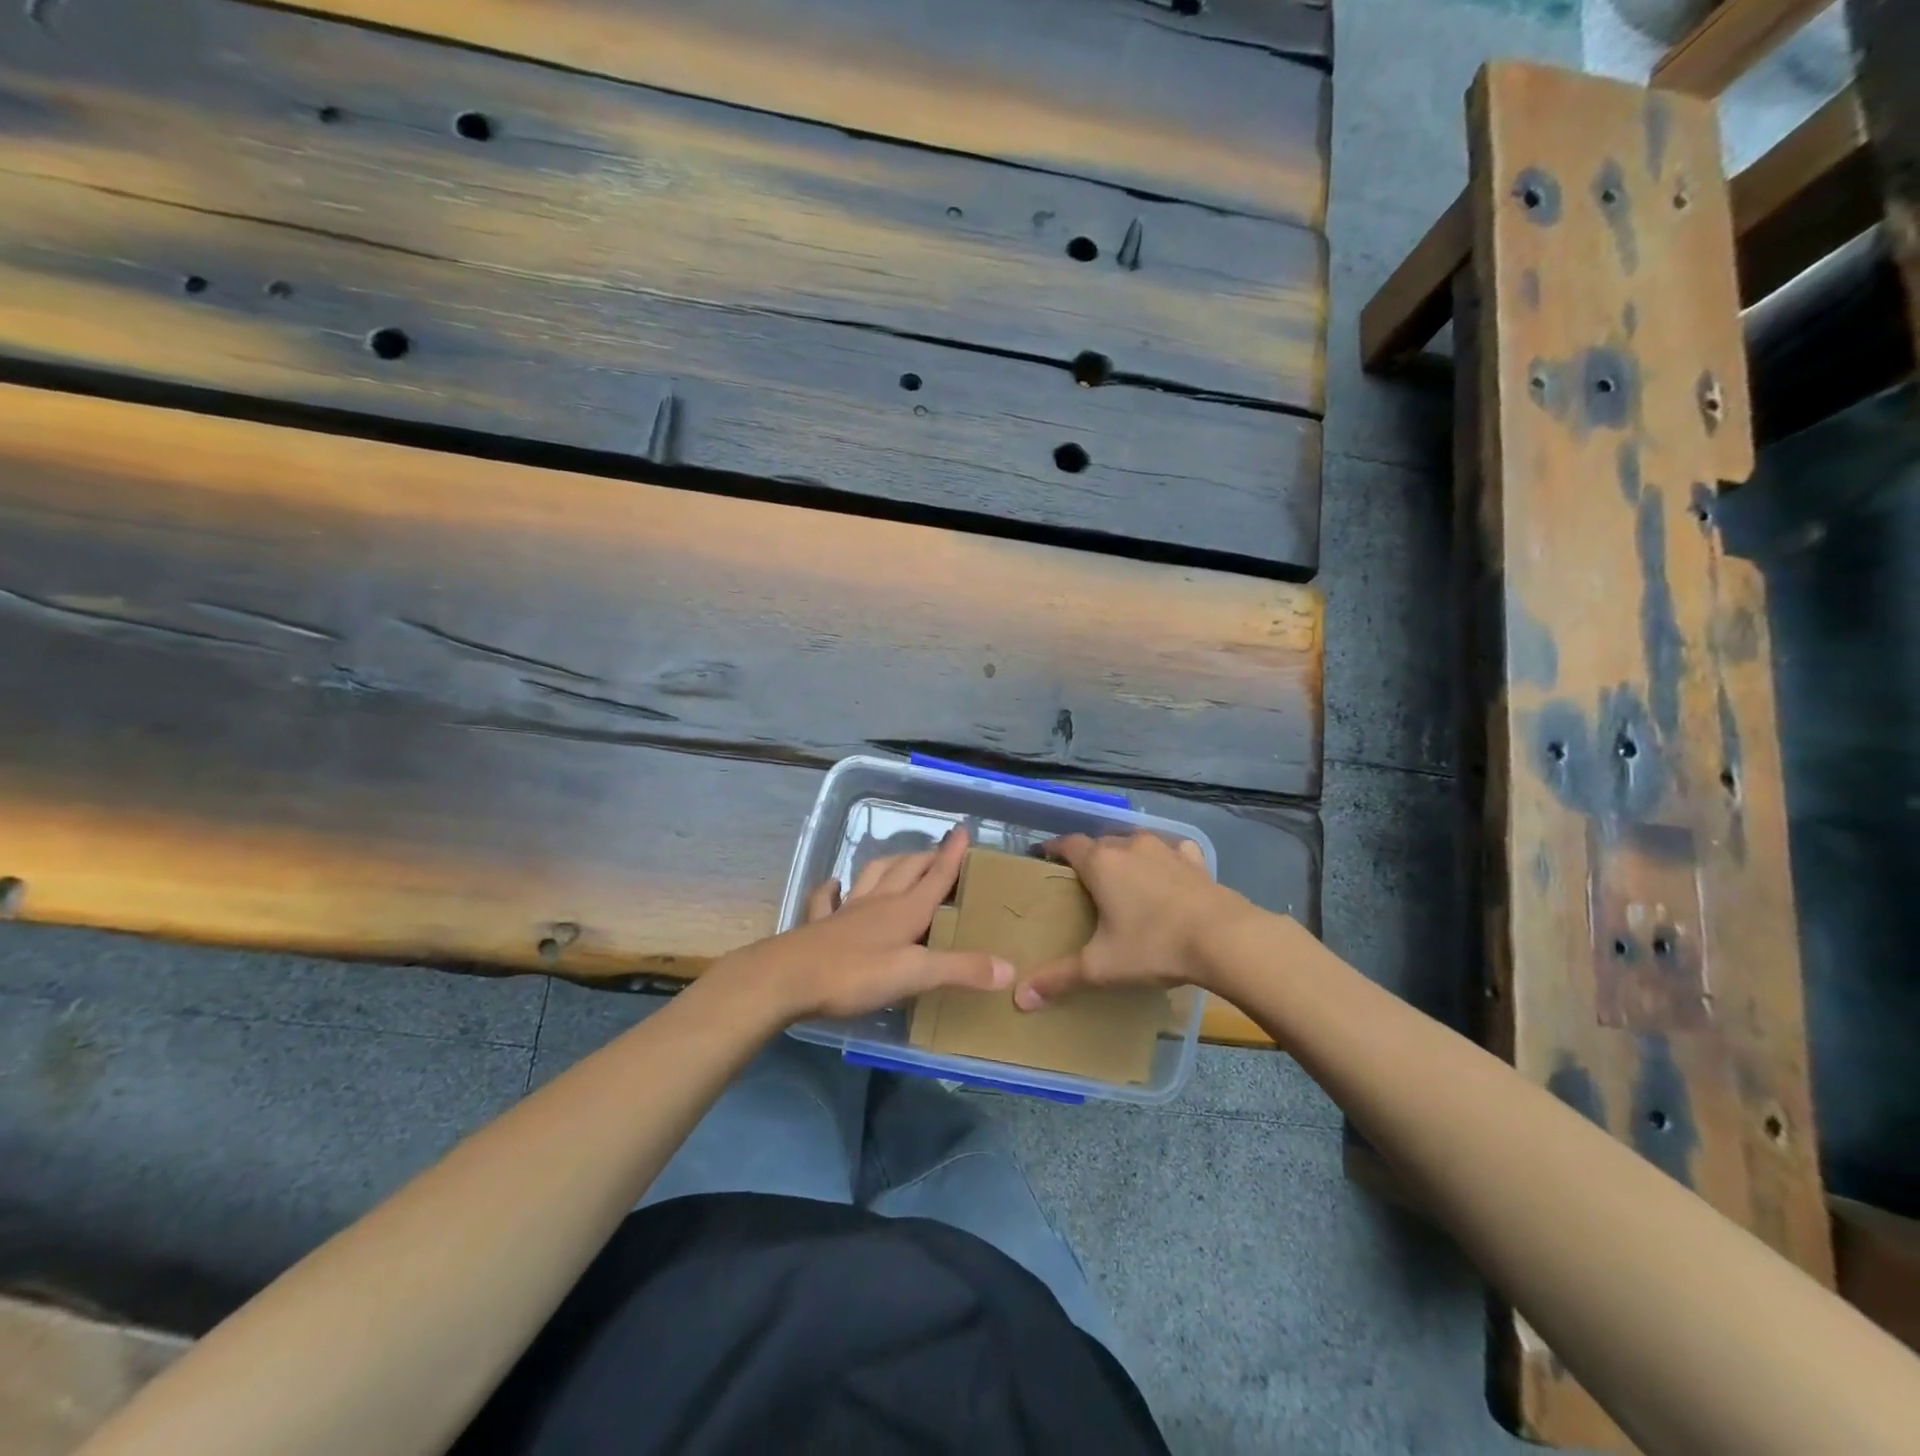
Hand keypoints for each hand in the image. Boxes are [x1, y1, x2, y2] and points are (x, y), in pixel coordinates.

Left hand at [721, 828, 1012, 1021]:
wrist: (788, 978)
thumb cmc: (855, 975)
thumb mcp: (915, 975)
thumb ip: (960, 970)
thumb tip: (1009, 969)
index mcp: (905, 911)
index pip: (935, 876)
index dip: (952, 855)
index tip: (963, 829)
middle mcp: (878, 902)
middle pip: (907, 870)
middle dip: (926, 857)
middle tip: (940, 848)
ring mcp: (846, 911)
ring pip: (873, 876)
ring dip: (889, 864)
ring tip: (900, 860)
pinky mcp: (819, 925)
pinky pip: (826, 899)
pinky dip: (832, 888)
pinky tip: (834, 884)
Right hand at [1013, 831, 1253, 1009]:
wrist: (1224, 939)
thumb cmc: (1153, 946)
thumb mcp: (1101, 967)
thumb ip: (1059, 978)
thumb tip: (1020, 998)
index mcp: (1100, 863)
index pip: (1068, 844)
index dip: (1054, 850)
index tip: (1045, 860)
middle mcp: (1130, 846)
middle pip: (1101, 843)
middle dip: (1090, 857)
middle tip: (1085, 883)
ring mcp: (1166, 850)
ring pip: (1136, 844)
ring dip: (1127, 857)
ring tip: (1125, 880)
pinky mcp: (1196, 861)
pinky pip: (1173, 852)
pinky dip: (1165, 860)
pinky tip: (1169, 877)